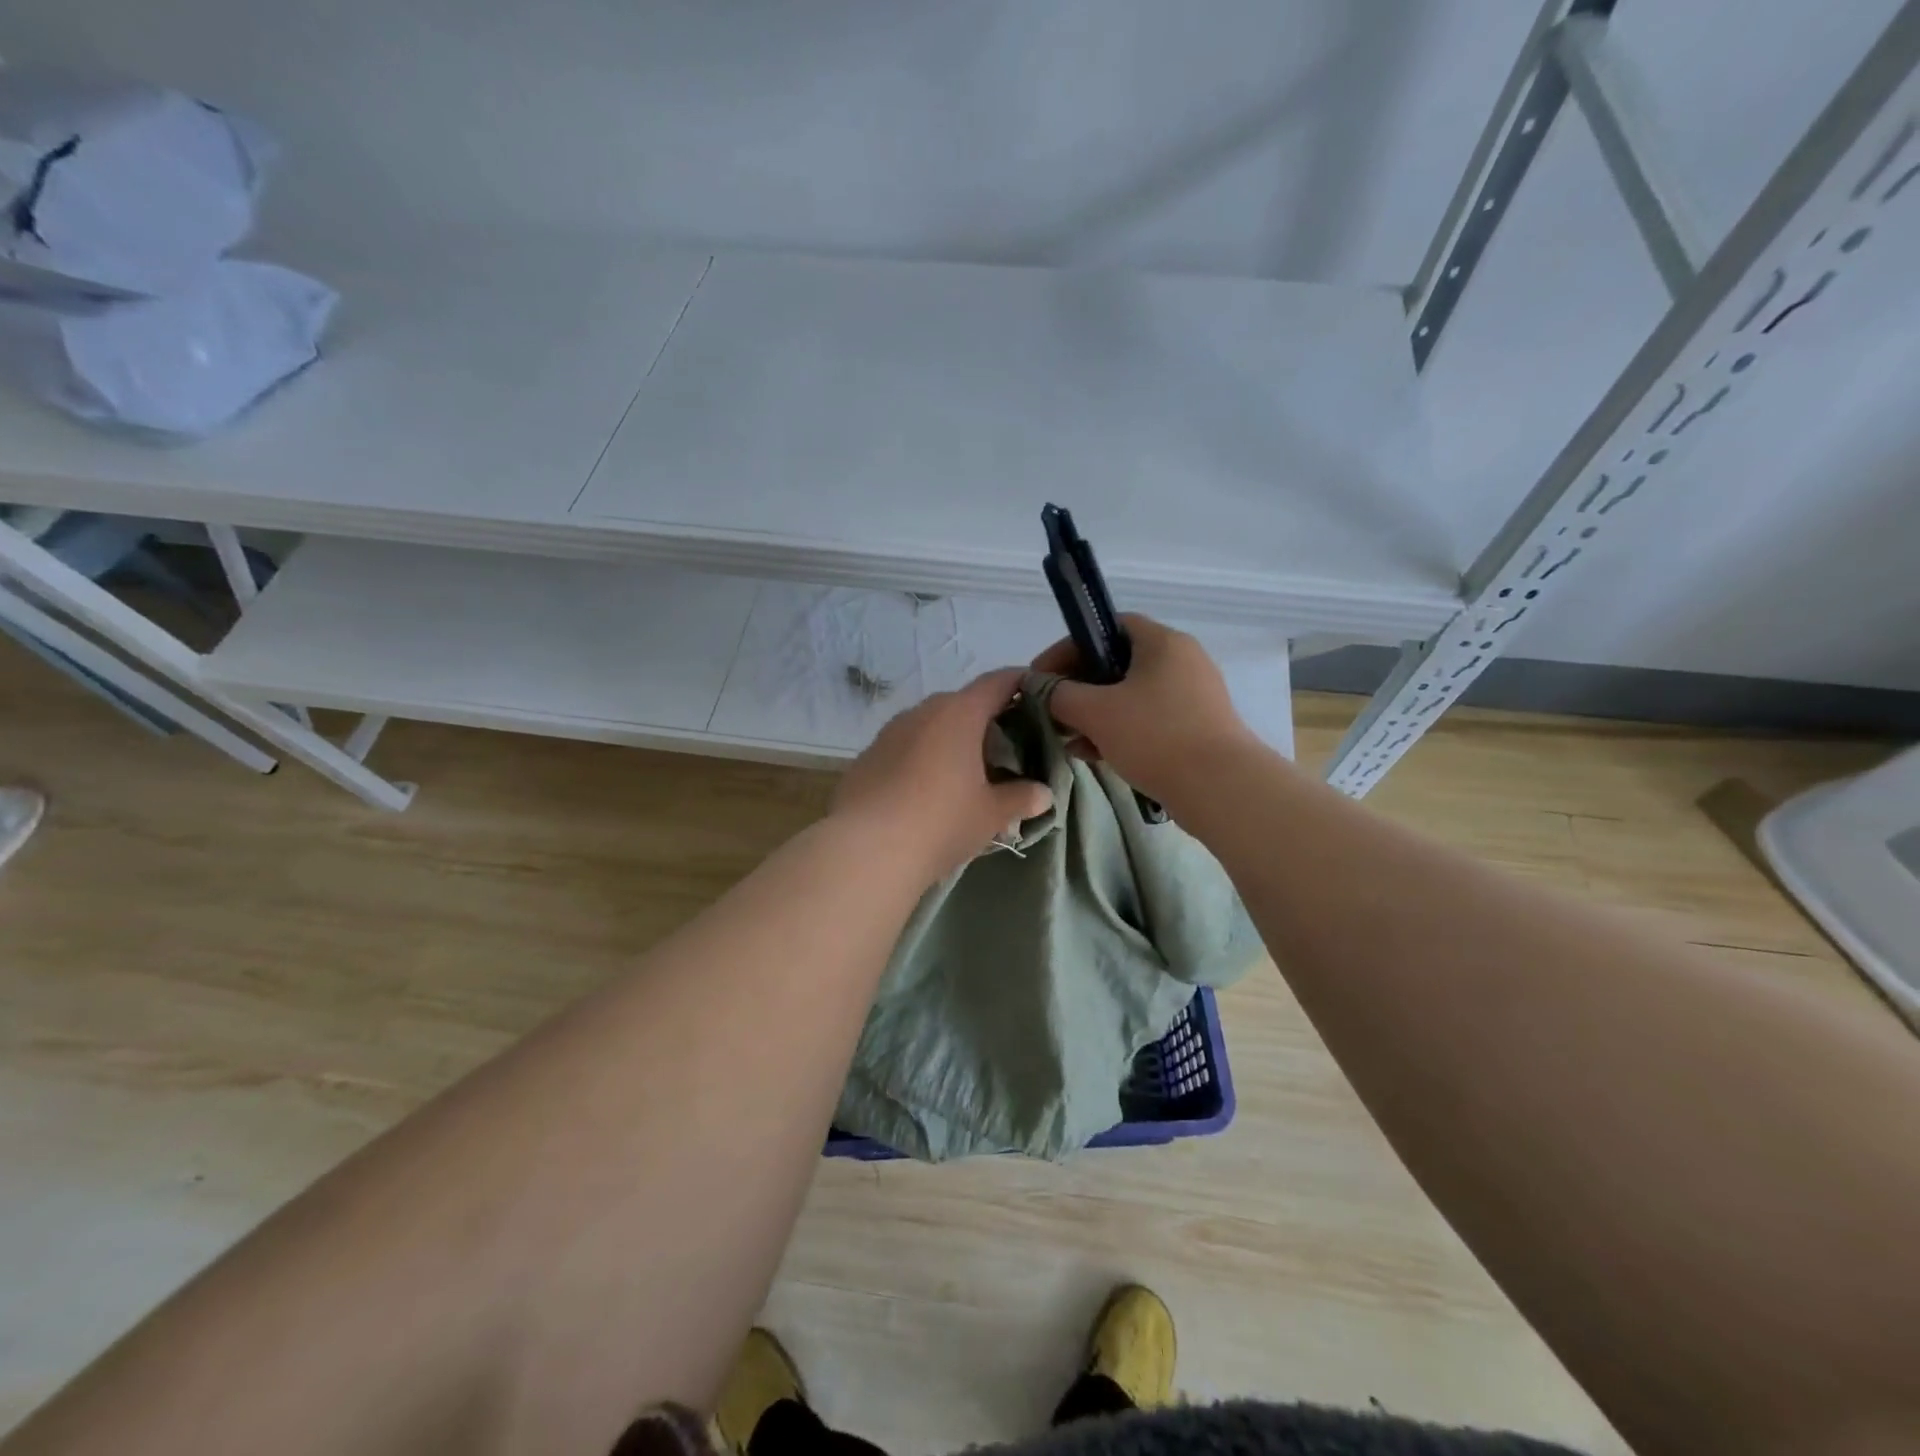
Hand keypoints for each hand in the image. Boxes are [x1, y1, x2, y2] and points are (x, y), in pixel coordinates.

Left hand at [829, 668, 1053, 883]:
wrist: (866, 850)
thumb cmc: (940, 822)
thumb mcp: (990, 814)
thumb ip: (1020, 798)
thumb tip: (1042, 793)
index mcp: (959, 714)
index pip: (997, 682)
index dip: (1021, 684)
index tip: (1038, 695)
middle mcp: (923, 712)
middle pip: (963, 704)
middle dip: (985, 721)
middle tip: (1006, 749)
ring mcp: (890, 732)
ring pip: (930, 726)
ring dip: (950, 741)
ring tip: (966, 773)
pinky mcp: (867, 757)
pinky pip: (905, 748)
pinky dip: (922, 759)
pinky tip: (927, 791)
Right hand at [1032, 615, 1260, 808]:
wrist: (1220, 788)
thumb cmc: (1155, 736)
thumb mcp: (1096, 712)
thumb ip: (1061, 694)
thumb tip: (1041, 687)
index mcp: (1162, 643)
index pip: (1108, 627)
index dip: (1070, 647)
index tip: (1042, 675)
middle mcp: (1181, 661)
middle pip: (1118, 663)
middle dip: (1079, 687)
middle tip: (1053, 710)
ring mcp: (1192, 696)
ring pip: (1131, 696)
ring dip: (1096, 714)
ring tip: (1069, 739)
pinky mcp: (1196, 727)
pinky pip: (1148, 720)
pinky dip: (1119, 731)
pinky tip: (1094, 755)